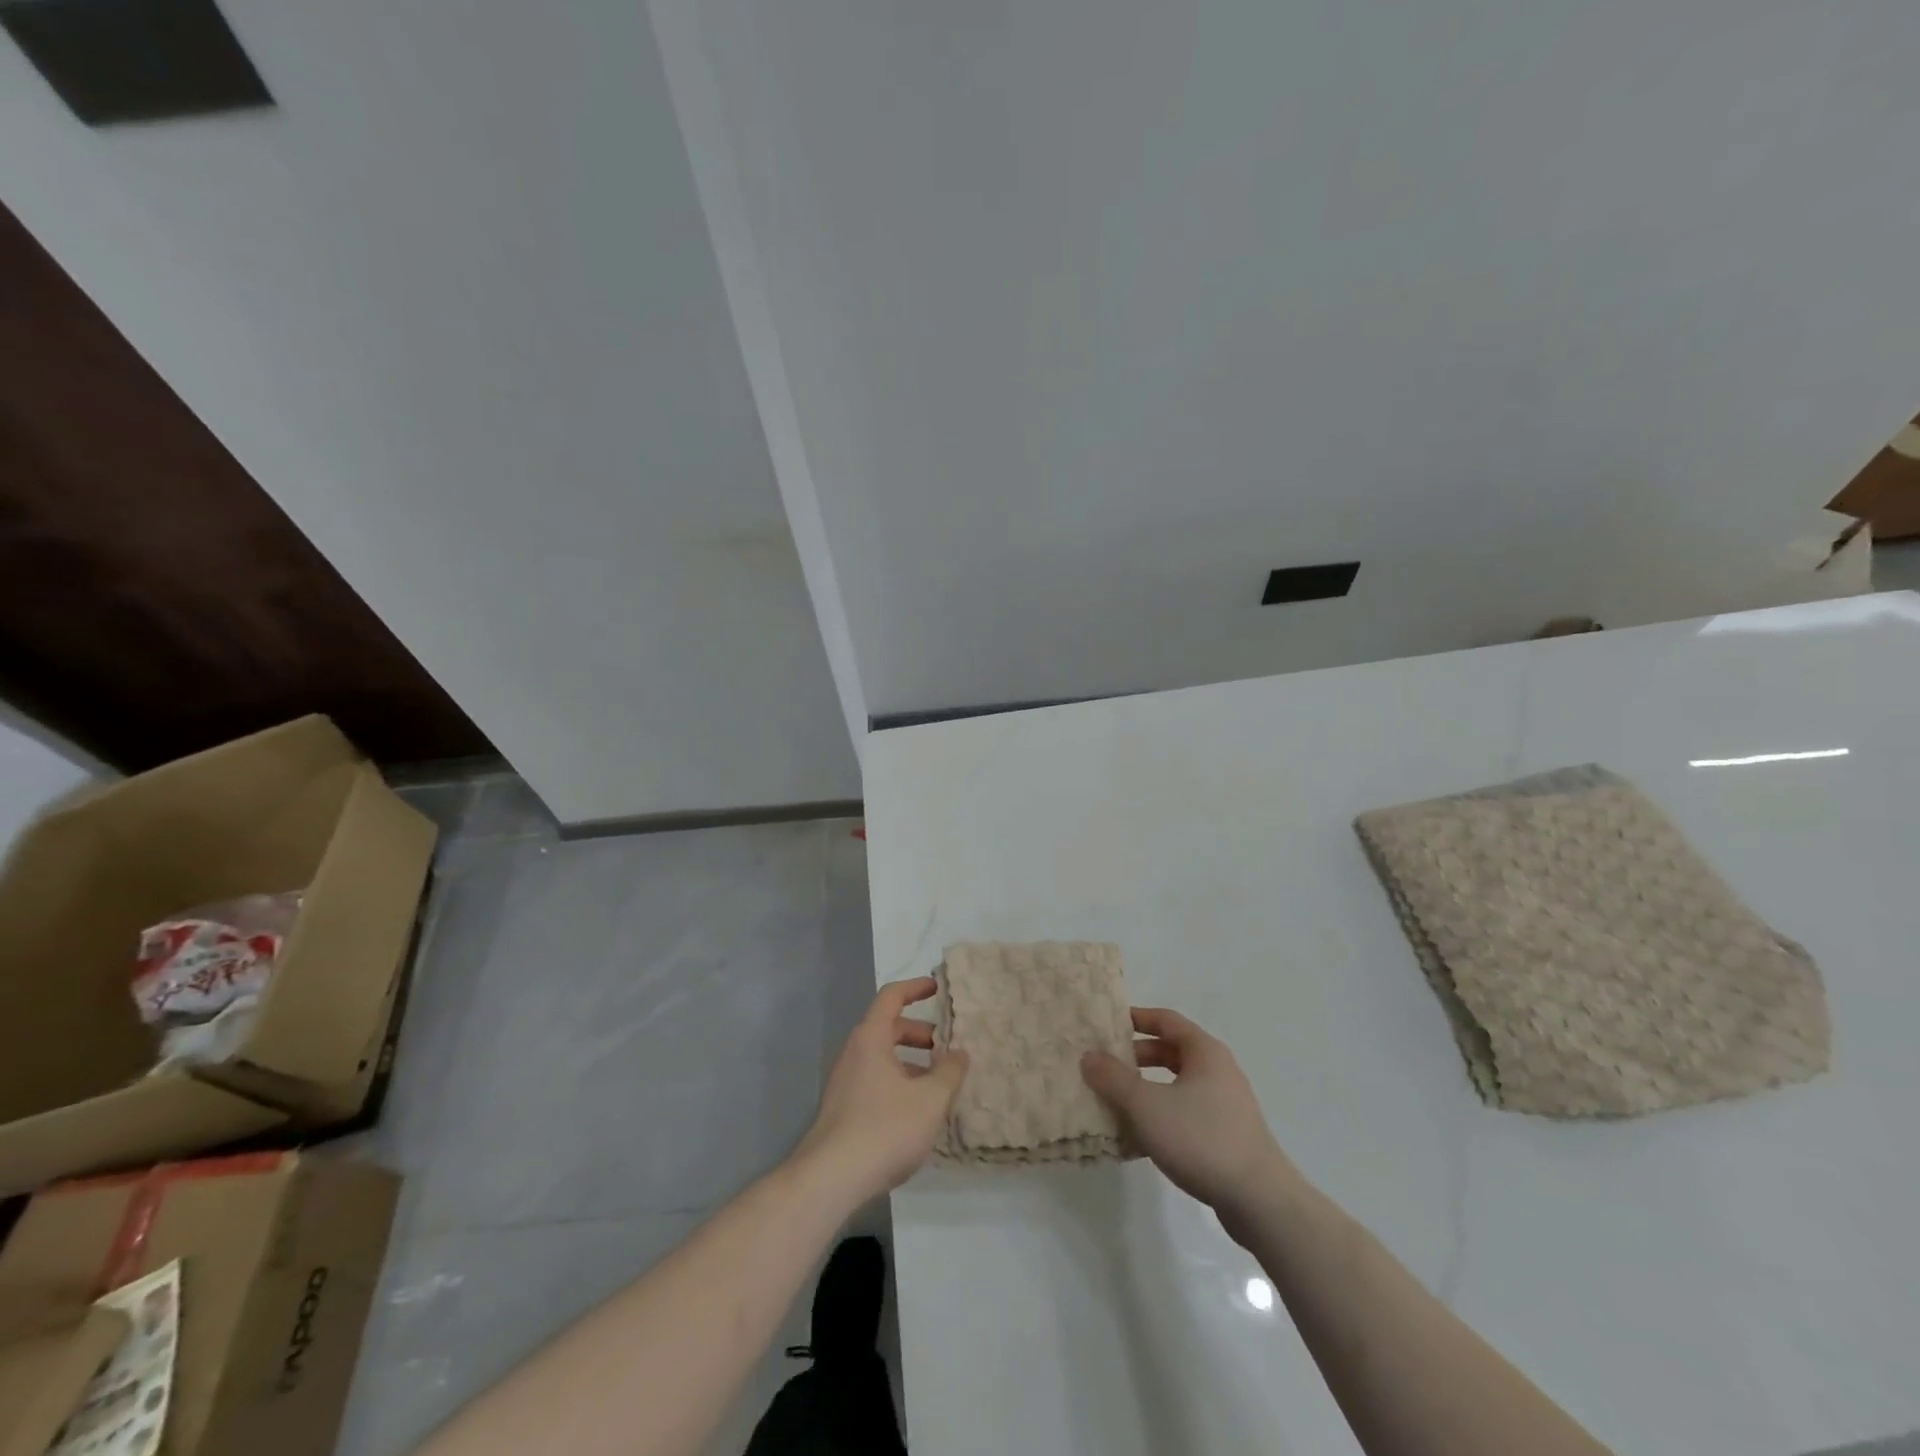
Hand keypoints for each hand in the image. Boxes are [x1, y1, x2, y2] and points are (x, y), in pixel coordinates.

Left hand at [794, 977, 968, 1206]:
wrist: (830, 1179)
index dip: (915, 988)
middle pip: (889, 1028)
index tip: (938, 988)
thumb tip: (959, 1053)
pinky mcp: (843, 1109)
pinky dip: (899, 1084)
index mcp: (871, 1038)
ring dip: (912, 1063)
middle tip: (947, 1049)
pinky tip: (917, 1114)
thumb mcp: (930, 1099)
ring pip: (883, 1058)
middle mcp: (854, 1052)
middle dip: (920, 1034)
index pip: (892, 996)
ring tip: (938, 1086)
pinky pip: (875, 1081)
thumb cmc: (884, 1128)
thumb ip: (950, 1072)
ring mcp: (845, 1082)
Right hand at [1082, 1007, 1298, 1222]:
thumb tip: (1089, 1056)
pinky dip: (1162, 1116)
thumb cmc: (1201, 1138)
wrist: (1260, 1201)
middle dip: (1136, 1058)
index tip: (1107, 1024)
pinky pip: (1186, 1113)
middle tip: (1105, 1066)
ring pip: (1177, 1085)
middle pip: (1171, 1052)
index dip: (1136, 1018)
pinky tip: (1139, 1139)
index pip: (1165, 1020)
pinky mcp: (1227, 1136)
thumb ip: (1113, 1078)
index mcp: (1204, 1052)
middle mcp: (1218, 1070)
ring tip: (1116, 1103)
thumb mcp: (1146, 1105)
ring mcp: (1226, 1104)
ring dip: (1146, 1090)